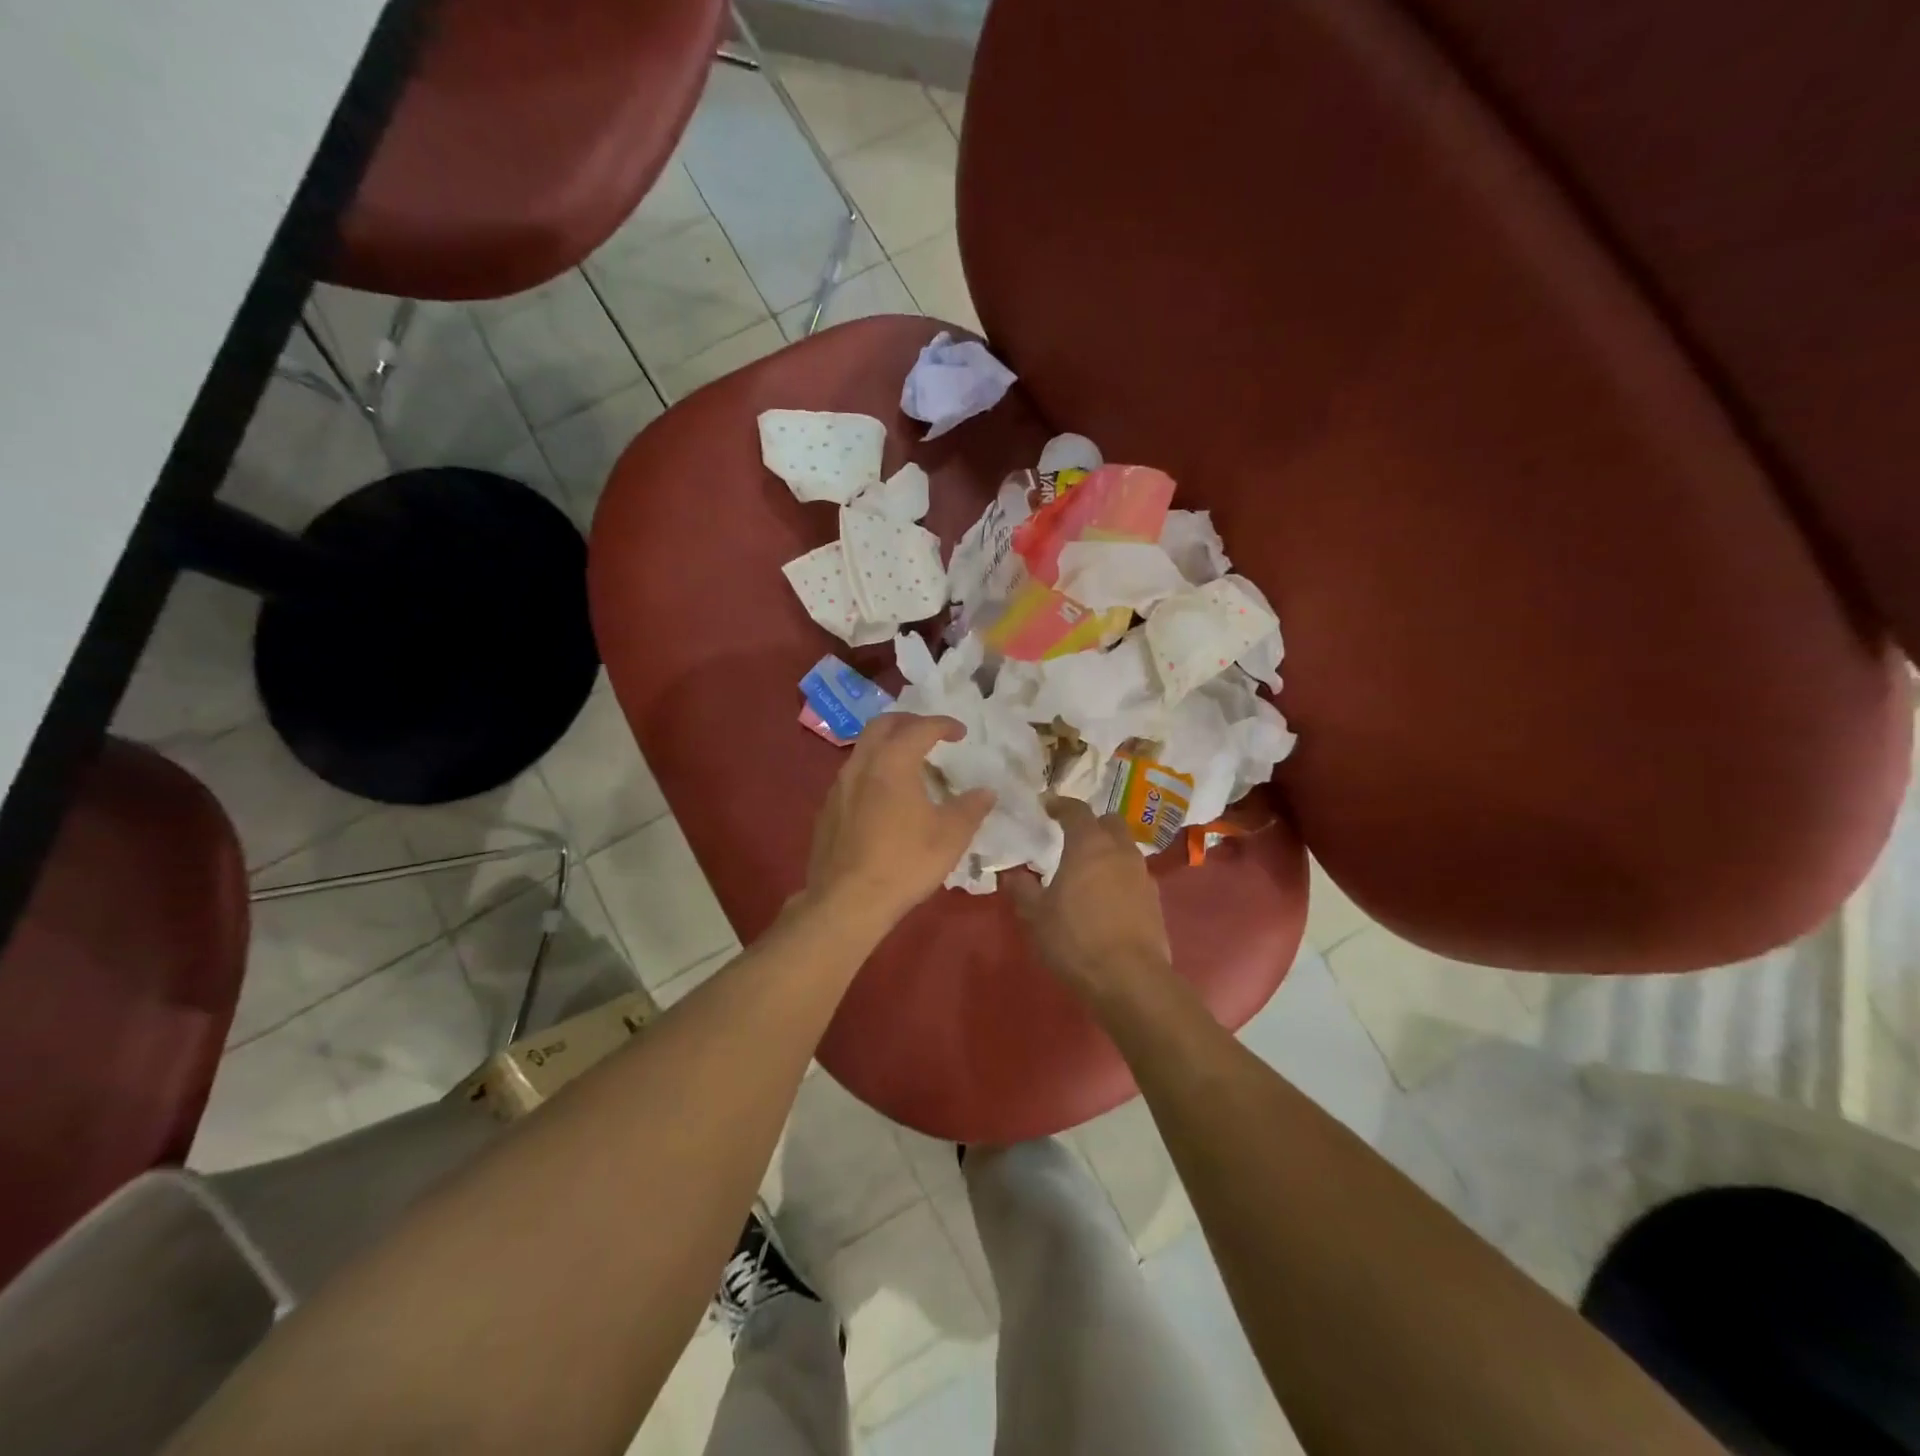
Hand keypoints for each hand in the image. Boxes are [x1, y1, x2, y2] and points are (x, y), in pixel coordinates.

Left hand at [803, 712, 994, 930]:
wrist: (847, 902)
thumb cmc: (904, 863)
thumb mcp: (950, 836)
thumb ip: (971, 808)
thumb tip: (986, 792)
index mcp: (892, 762)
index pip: (920, 728)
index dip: (943, 724)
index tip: (960, 732)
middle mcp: (861, 764)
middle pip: (882, 725)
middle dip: (909, 722)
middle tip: (930, 733)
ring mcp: (838, 787)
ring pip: (863, 749)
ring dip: (887, 746)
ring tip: (909, 763)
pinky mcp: (828, 810)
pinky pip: (853, 776)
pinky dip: (873, 771)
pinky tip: (885, 797)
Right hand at [1008, 798, 1172, 997]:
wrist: (1130, 979)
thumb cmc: (1076, 939)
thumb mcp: (1036, 916)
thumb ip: (1022, 890)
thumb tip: (1013, 875)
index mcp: (1089, 845)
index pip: (1076, 811)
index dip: (1060, 805)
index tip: (1047, 806)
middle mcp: (1120, 852)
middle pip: (1110, 822)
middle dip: (1092, 824)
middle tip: (1072, 837)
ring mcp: (1143, 875)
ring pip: (1125, 849)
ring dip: (1108, 852)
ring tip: (1087, 871)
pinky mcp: (1155, 901)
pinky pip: (1134, 876)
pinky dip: (1119, 877)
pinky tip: (1105, 899)